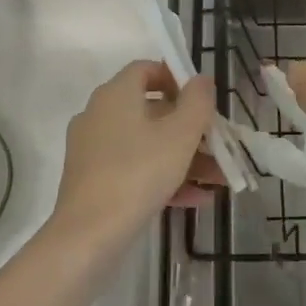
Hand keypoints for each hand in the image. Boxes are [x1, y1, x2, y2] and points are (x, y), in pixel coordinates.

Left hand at [49, 61, 218, 249]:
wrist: (88, 236)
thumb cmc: (138, 173)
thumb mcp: (180, 135)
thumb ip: (197, 101)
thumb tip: (201, 79)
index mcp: (115, 94)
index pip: (146, 69)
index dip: (177, 78)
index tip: (202, 100)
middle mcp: (99, 114)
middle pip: (151, 110)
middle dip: (189, 128)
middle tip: (217, 144)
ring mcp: (93, 149)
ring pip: (146, 143)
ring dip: (183, 157)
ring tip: (216, 178)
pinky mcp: (92, 181)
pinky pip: (134, 168)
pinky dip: (162, 177)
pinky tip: (195, 199)